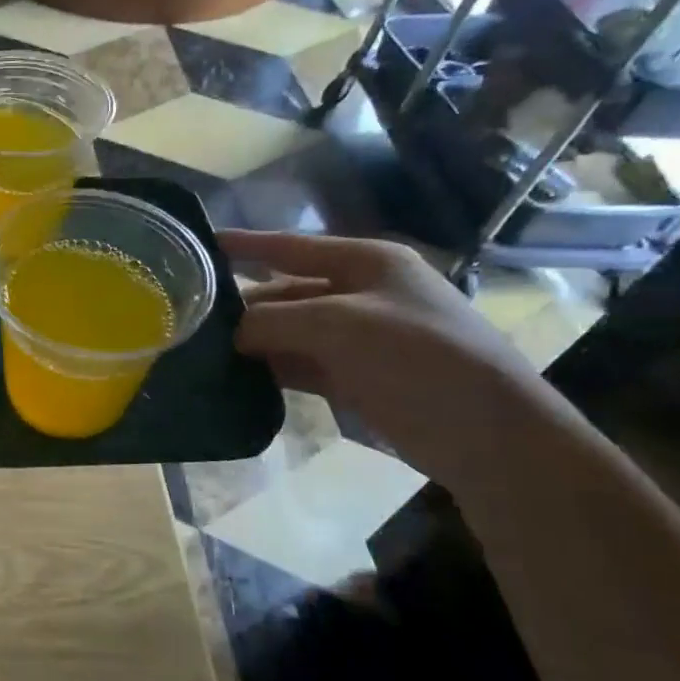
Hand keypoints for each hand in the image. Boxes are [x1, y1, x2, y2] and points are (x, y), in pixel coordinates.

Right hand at [220, 230, 547, 483]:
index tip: (199, 244)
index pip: (291, 246)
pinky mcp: (356, 377)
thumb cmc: (420, 359)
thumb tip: (230, 334)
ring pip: (289, 331)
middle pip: (286, 292)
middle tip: (190, 319)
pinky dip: (271, 370)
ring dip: (253, 341)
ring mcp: (359, 338)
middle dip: (244, 306)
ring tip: (202, 352)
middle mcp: (361, 293)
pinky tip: (236, 379)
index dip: (246, 244)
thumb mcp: (339, 326)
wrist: (489, 436)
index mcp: (368, 262)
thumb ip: (274, 320)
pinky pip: (300, 365)